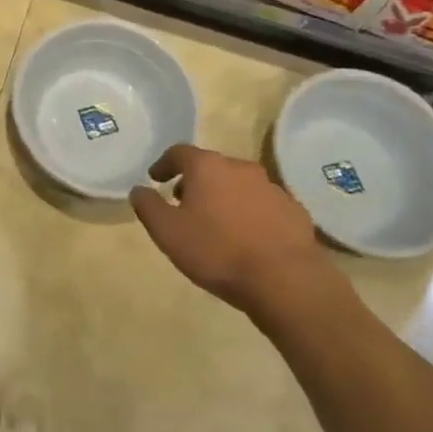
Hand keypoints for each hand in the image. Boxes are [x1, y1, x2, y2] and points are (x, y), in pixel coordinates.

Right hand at [129, 144, 347, 320]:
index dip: (164, 164)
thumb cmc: (217, 251)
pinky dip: (250, 213)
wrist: (285, 279)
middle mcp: (240, 167)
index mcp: (208, 167)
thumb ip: (148, 207)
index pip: (179, 152)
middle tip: (183, 203)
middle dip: (195, 182)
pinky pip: (263, 205)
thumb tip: (139, 190)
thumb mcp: (168, 232)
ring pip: (239, 185)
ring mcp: (271, 187)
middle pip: (211, 167)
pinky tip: (247, 238)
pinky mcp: (293, 210)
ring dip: (224, 197)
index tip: (155, 178)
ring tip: (216, 223)